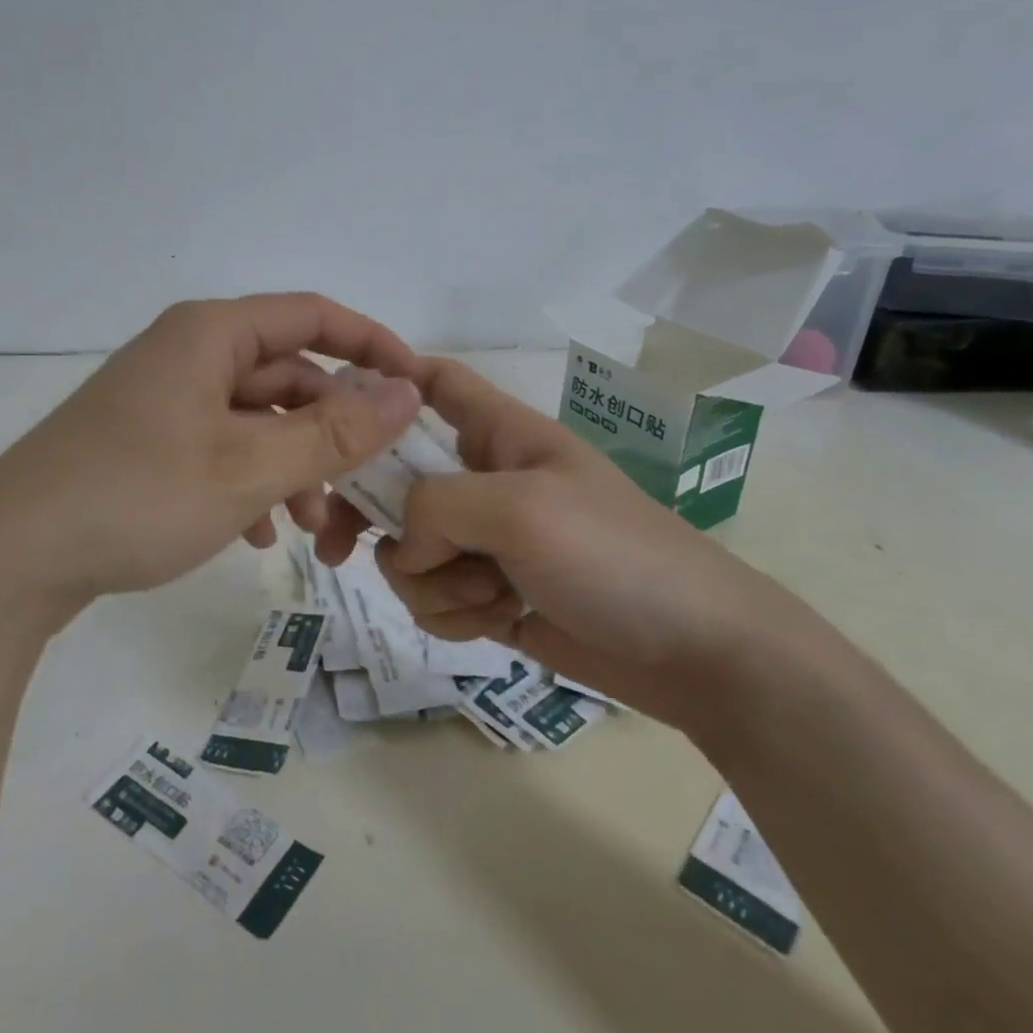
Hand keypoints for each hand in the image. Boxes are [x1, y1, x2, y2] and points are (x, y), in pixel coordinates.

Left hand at [0, 295, 422, 620]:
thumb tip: (406, 389)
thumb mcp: (249, 467)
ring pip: (255, 421)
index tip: (415, 389)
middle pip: (286, 377)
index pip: (313, 317)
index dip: (371, 346)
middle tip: (365, 490)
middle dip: (331, 434)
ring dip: (293, 468)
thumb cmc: (137, 497)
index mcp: (210, 334)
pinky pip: (219, 449)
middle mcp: (186, 354)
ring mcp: (162, 400)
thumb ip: (335, 430)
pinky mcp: (145, 443)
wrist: (10, 558)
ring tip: (312, 530)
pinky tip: (256, 536)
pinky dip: (249, 485)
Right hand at [360, 358, 809, 730]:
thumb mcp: (519, 508)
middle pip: (395, 478)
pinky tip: (497, 621)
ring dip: (430, 580)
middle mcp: (484, 481)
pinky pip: (434, 596)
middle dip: (367, 515)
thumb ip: (436, 506)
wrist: (697, 653)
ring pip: (409, 549)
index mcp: (498, 434)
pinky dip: (453, 613)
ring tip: (487, 594)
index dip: (386, 380)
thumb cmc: (615, 556)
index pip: (435, 382)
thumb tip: (401, 544)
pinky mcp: (488, 595)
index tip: (336, 412)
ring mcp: (486, 541)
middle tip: (338, 547)